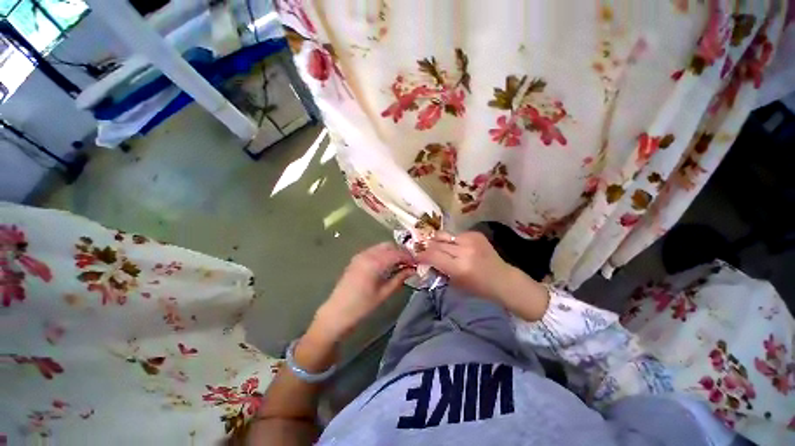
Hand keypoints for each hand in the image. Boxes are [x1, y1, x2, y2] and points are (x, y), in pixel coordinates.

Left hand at [312, 243, 414, 340]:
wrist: (337, 312)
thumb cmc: (362, 306)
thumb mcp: (384, 293)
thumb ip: (399, 279)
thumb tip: (413, 270)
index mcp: (375, 262)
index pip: (397, 253)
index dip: (409, 257)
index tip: (417, 263)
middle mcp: (367, 254)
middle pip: (389, 246)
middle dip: (400, 252)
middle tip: (409, 263)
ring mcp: (360, 255)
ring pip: (381, 247)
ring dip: (392, 252)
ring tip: (400, 265)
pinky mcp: (356, 259)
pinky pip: (373, 251)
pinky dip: (383, 254)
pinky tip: (386, 265)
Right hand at [415, 231, 511, 300]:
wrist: (502, 278)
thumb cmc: (477, 287)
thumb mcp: (455, 283)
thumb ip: (439, 270)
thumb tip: (426, 260)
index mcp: (459, 267)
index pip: (433, 256)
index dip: (422, 255)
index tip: (417, 256)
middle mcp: (464, 251)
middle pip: (437, 243)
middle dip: (428, 247)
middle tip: (424, 250)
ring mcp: (471, 240)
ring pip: (444, 235)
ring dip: (438, 241)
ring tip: (438, 246)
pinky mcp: (475, 234)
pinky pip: (456, 234)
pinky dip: (452, 240)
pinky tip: (456, 246)